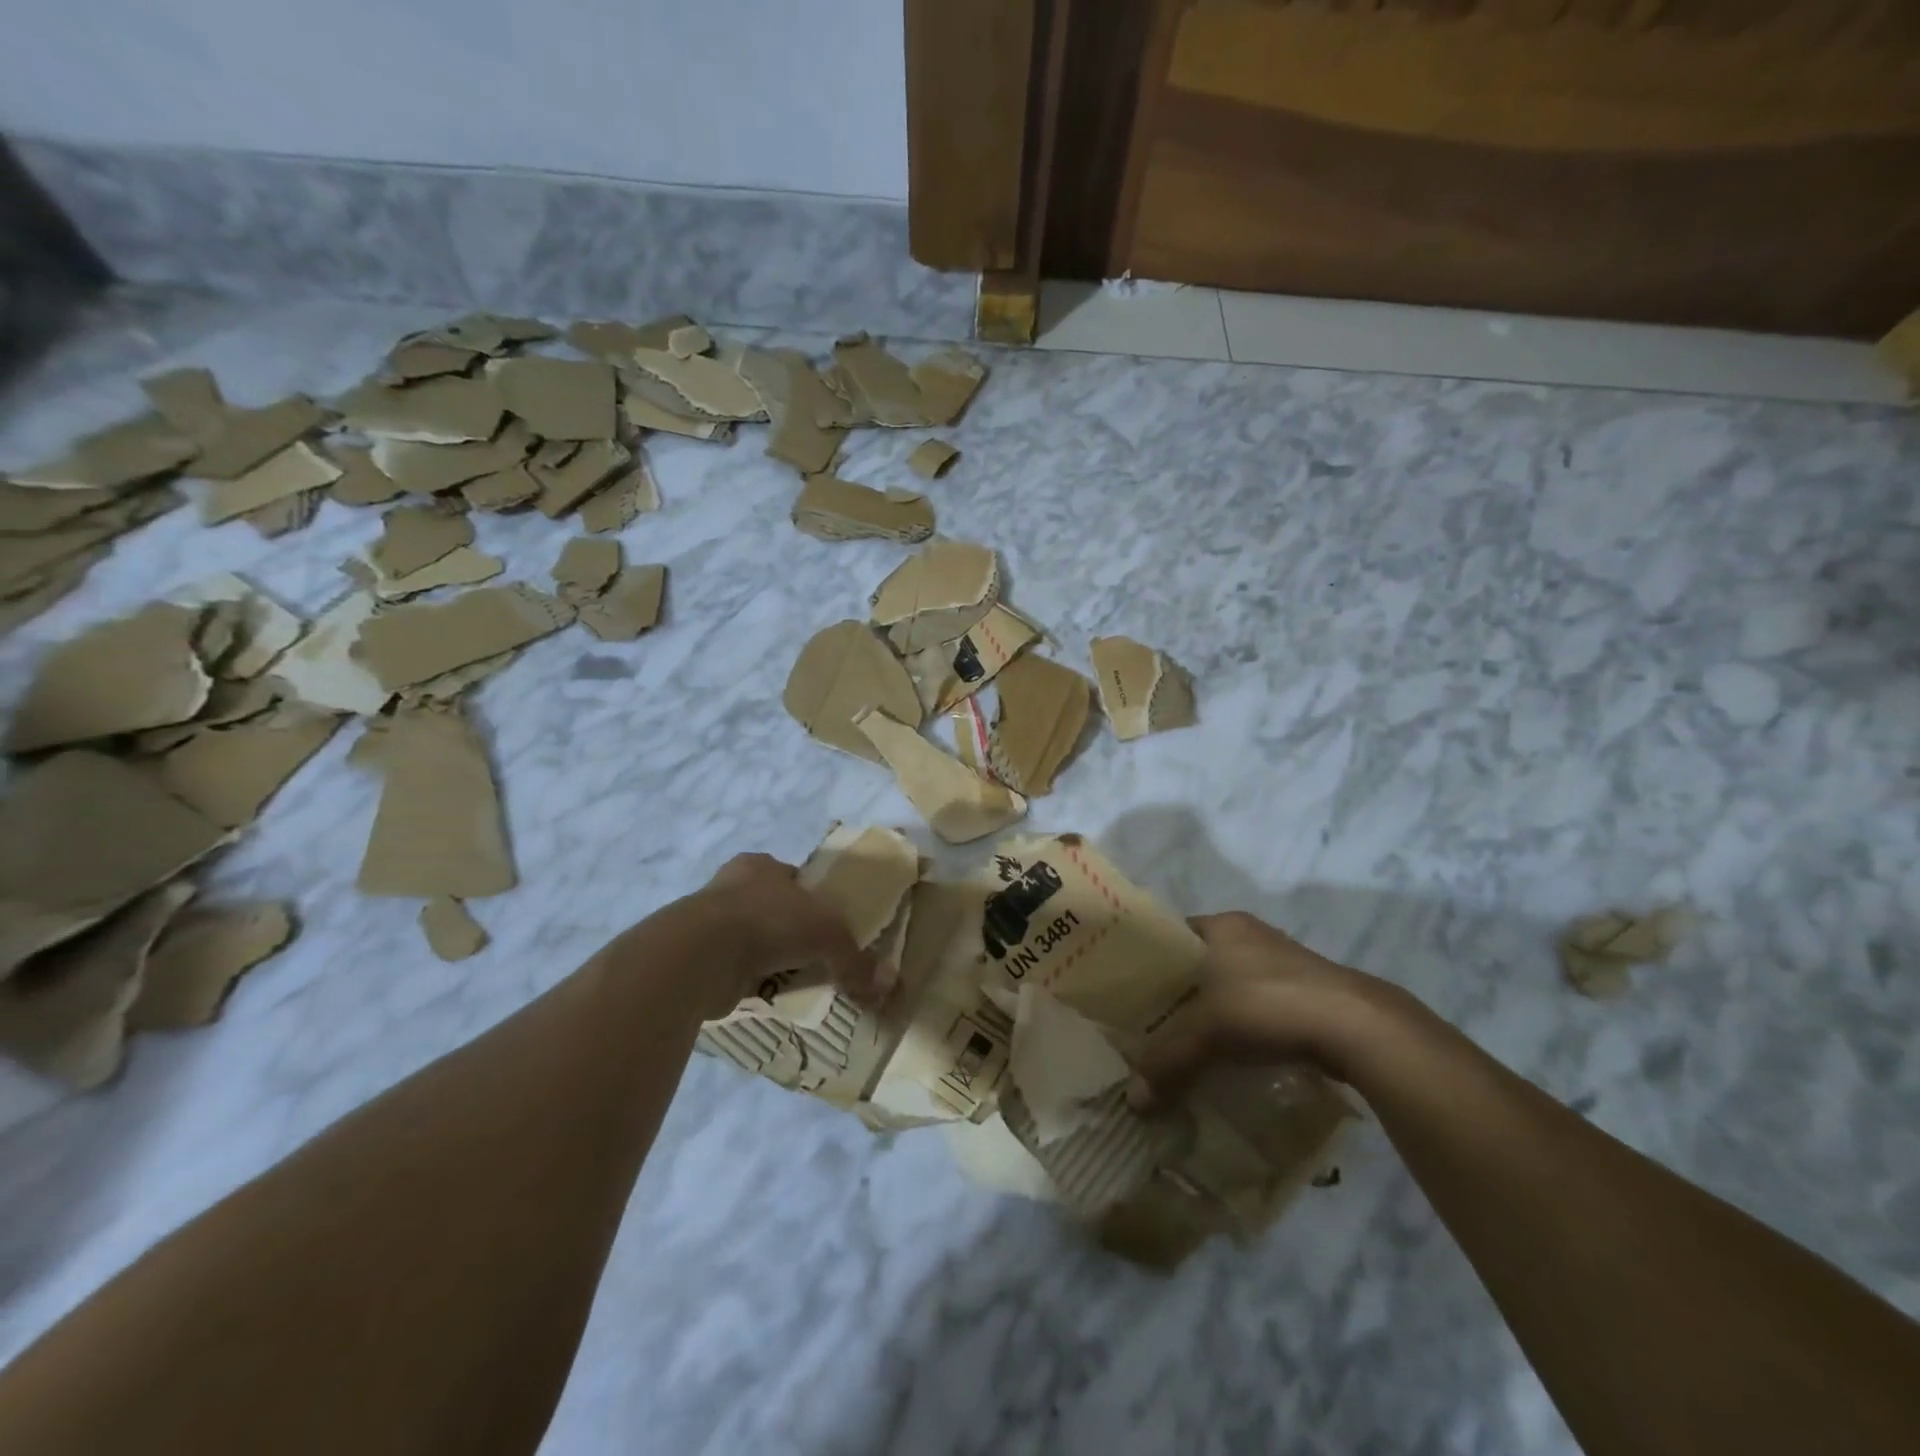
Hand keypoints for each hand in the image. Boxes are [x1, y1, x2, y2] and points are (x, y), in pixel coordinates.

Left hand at [677, 853, 885, 1019]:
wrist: (700, 955)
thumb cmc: (769, 922)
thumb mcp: (829, 936)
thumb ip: (857, 960)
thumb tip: (887, 985)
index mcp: (760, 866)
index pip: (793, 879)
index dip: (813, 901)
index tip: (829, 929)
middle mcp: (731, 886)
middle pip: (772, 910)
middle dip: (791, 935)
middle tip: (815, 960)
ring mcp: (708, 922)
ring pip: (752, 942)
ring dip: (769, 961)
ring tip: (793, 984)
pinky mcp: (695, 957)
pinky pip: (733, 971)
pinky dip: (748, 984)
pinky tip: (765, 999)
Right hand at [1128, 911, 1402, 1105]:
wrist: (1358, 1027)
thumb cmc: (1269, 1004)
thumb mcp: (1207, 1031)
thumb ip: (1167, 1061)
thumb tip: (1133, 1101)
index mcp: (1222, 924)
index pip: (1171, 934)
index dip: (1148, 961)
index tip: (1129, 993)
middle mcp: (1250, 936)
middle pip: (1200, 964)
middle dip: (1179, 995)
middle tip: (1153, 1026)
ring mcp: (1282, 964)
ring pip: (1230, 987)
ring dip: (1214, 1014)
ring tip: (1188, 1046)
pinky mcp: (1306, 994)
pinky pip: (1258, 1008)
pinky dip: (1243, 1028)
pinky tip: (1232, 1056)